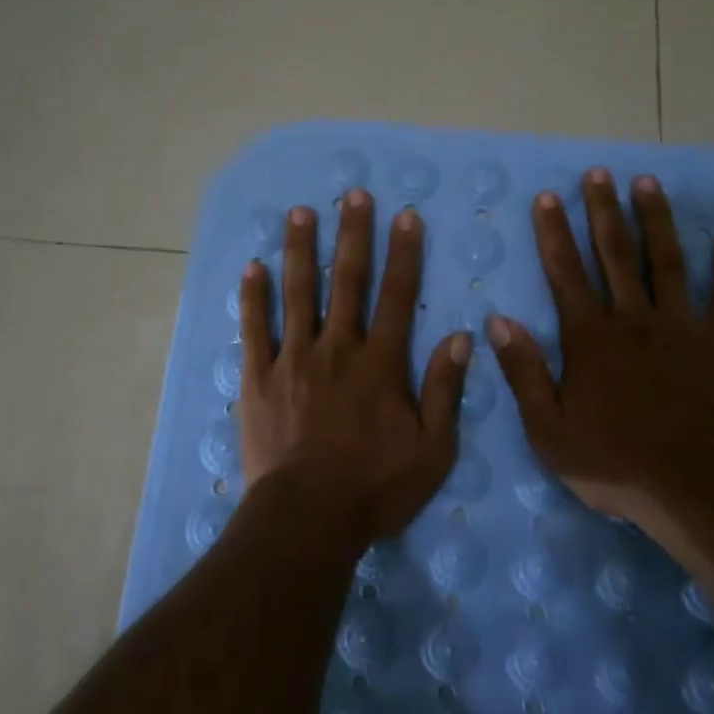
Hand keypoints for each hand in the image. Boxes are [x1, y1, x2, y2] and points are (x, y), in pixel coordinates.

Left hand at [237, 192, 470, 542]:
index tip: (405, 215)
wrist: (307, 518)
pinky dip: (253, 297)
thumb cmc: (375, 487)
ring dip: (300, 250)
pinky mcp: (258, 377)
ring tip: (300, 212)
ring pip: (297, 293)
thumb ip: (445, 390)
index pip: (398, 295)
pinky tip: (253, 267)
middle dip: (352, 234)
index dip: (404, 253)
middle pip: (347, 280)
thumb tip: (461, 337)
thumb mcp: (432, 449)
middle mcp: (337, 348)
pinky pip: (254, 329)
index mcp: (380, 362)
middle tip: (353, 194)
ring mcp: (293, 359)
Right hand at [487, 168, 713, 529]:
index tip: (548, 196)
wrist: (692, 491)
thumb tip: (498, 320)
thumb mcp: (547, 429)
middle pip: (615, 253)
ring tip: (648, 183)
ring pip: (667, 262)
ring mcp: (681, 328)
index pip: (565, 272)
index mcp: (590, 336)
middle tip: (598, 173)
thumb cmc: (612, 461)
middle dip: (603, 210)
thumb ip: (523, 371)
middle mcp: (633, 319)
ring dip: (656, 220)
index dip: (554, 232)